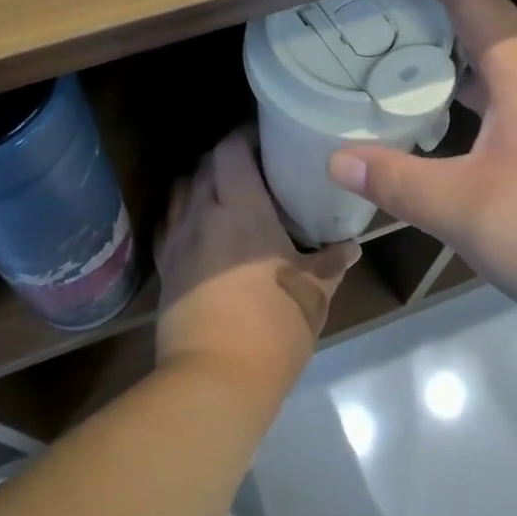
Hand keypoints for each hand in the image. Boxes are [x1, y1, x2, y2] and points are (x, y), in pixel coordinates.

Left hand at [156, 129, 360, 397]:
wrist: (215, 379)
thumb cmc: (273, 326)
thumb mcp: (313, 293)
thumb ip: (332, 263)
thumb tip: (352, 246)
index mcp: (242, 208)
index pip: (231, 150)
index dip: (244, 136)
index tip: (265, 137)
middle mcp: (203, 213)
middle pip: (204, 164)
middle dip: (225, 157)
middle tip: (253, 166)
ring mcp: (178, 240)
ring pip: (181, 190)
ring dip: (200, 182)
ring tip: (224, 193)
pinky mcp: (165, 268)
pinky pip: (168, 224)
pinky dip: (182, 214)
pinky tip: (199, 228)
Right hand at [326, 0, 516, 322]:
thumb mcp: (464, 210)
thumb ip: (396, 181)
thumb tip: (336, 159)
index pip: (477, 1)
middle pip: (487, 21)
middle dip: (437, 2)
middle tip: (379, 0)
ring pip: (496, 56)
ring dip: (452, 43)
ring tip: (399, 42)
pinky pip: (503, 88)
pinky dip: (467, 81)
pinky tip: (438, 103)